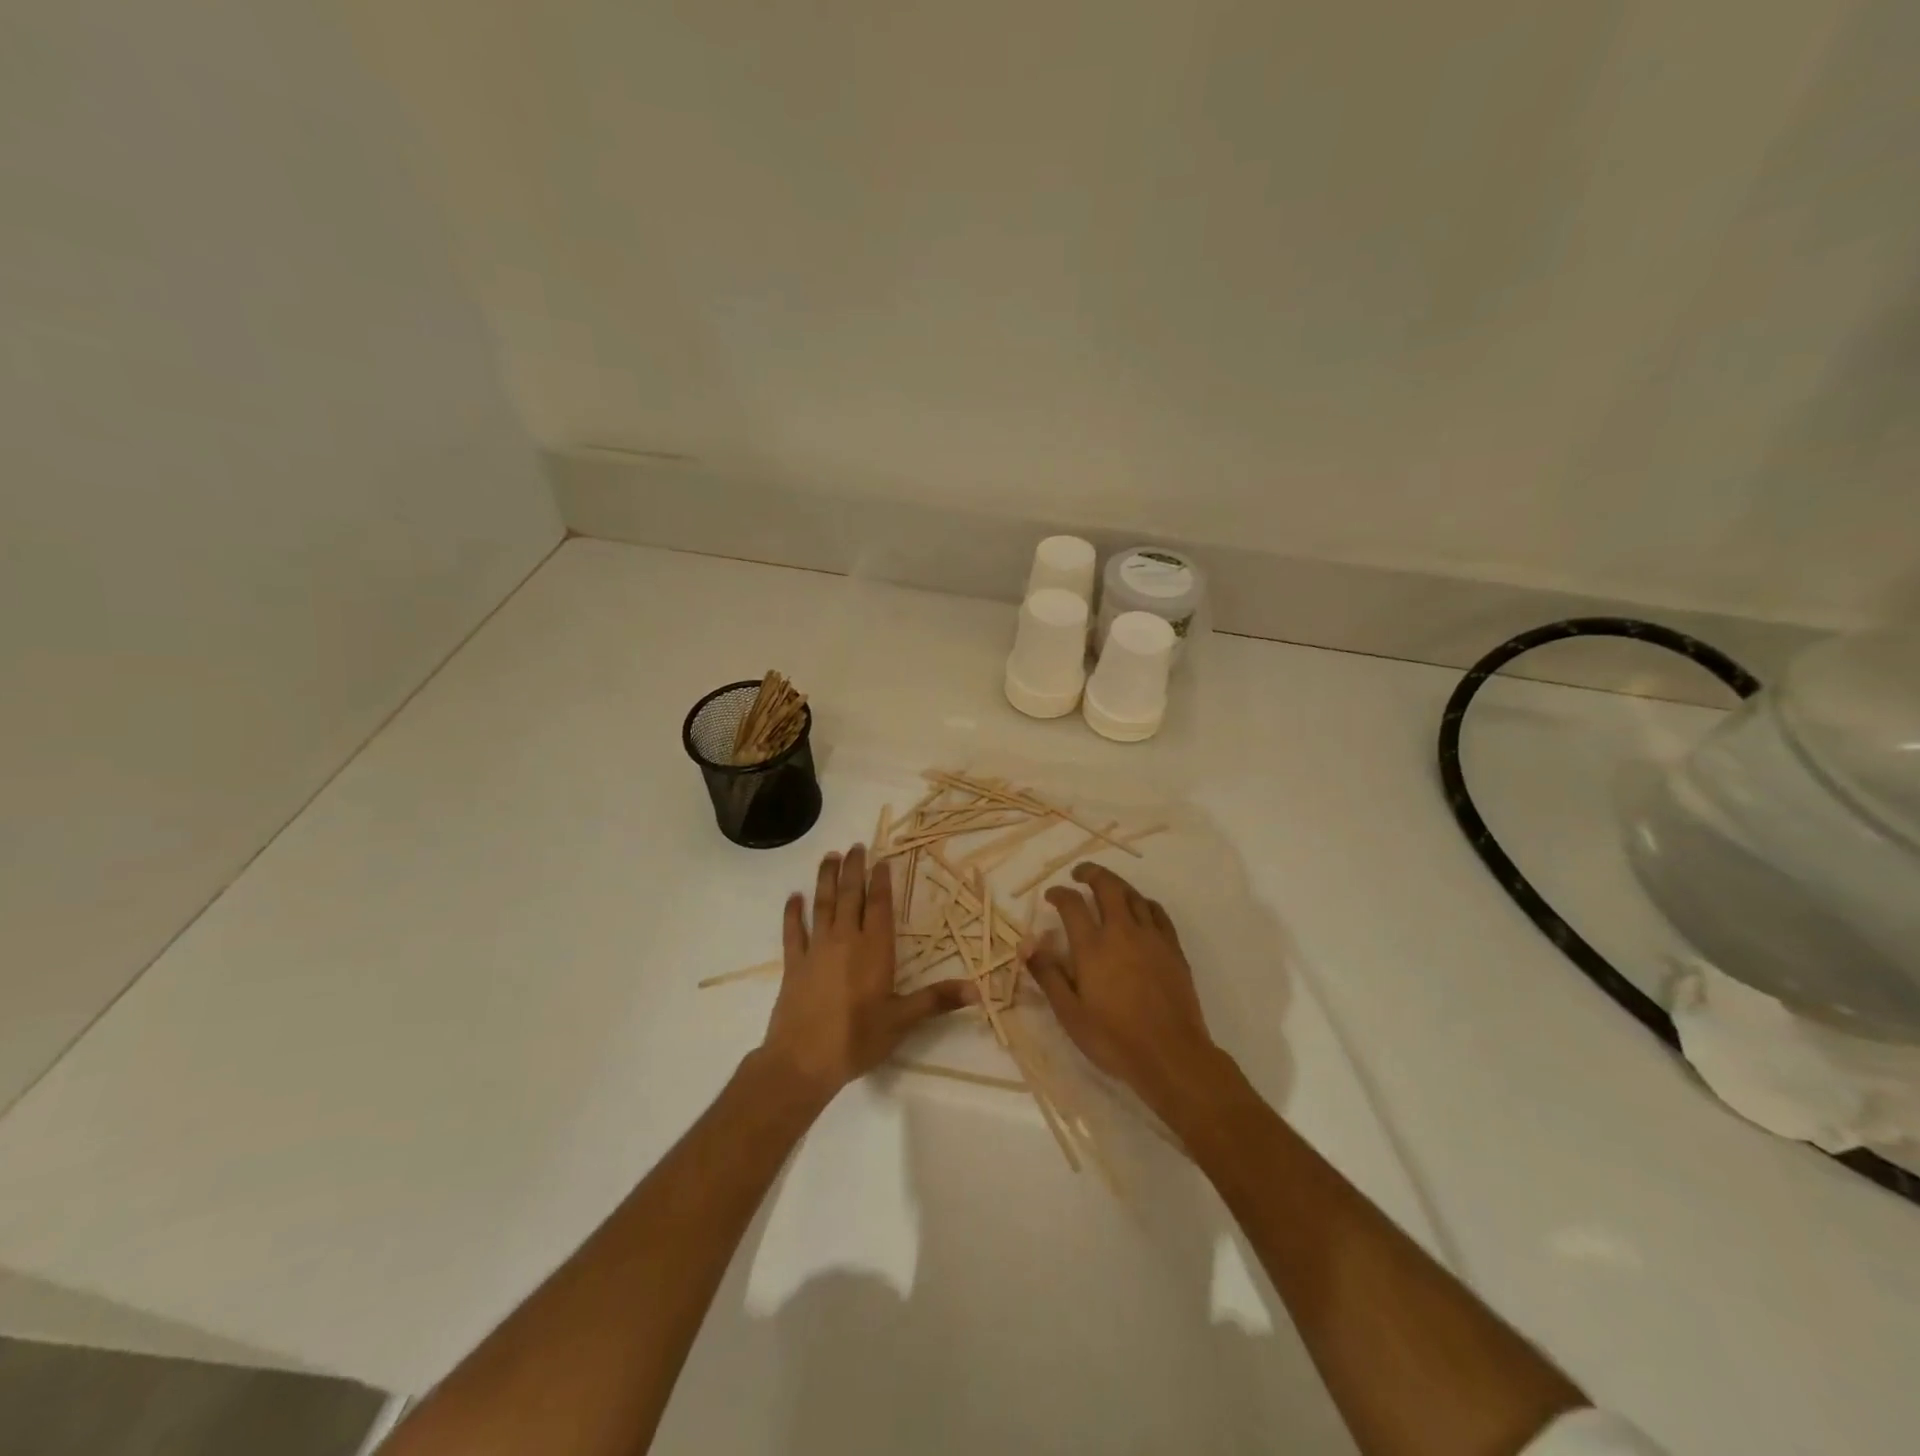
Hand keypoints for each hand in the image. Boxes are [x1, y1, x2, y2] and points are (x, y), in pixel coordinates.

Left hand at [757, 844, 974, 1103]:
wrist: (803, 1061)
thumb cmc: (858, 1039)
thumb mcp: (902, 1021)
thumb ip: (937, 1000)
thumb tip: (977, 989)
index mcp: (874, 949)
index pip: (880, 906)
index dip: (881, 881)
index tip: (881, 860)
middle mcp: (845, 940)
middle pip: (850, 896)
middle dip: (854, 870)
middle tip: (855, 846)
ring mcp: (816, 950)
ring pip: (822, 905)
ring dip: (826, 880)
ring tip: (829, 857)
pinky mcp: (794, 964)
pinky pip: (793, 932)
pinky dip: (793, 913)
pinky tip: (793, 898)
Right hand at [1024, 864, 1228, 1119]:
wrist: (1171, 1054)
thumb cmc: (1114, 1038)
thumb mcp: (1070, 1013)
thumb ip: (1049, 975)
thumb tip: (1028, 946)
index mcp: (1092, 946)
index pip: (1072, 905)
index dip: (1059, 894)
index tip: (1051, 895)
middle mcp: (1122, 932)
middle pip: (1107, 886)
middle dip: (1091, 873)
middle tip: (1080, 873)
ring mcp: (1151, 937)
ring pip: (1133, 895)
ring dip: (1117, 885)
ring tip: (1107, 887)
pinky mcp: (1173, 949)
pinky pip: (1158, 913)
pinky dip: (1144, 903)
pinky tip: (1141, 909)